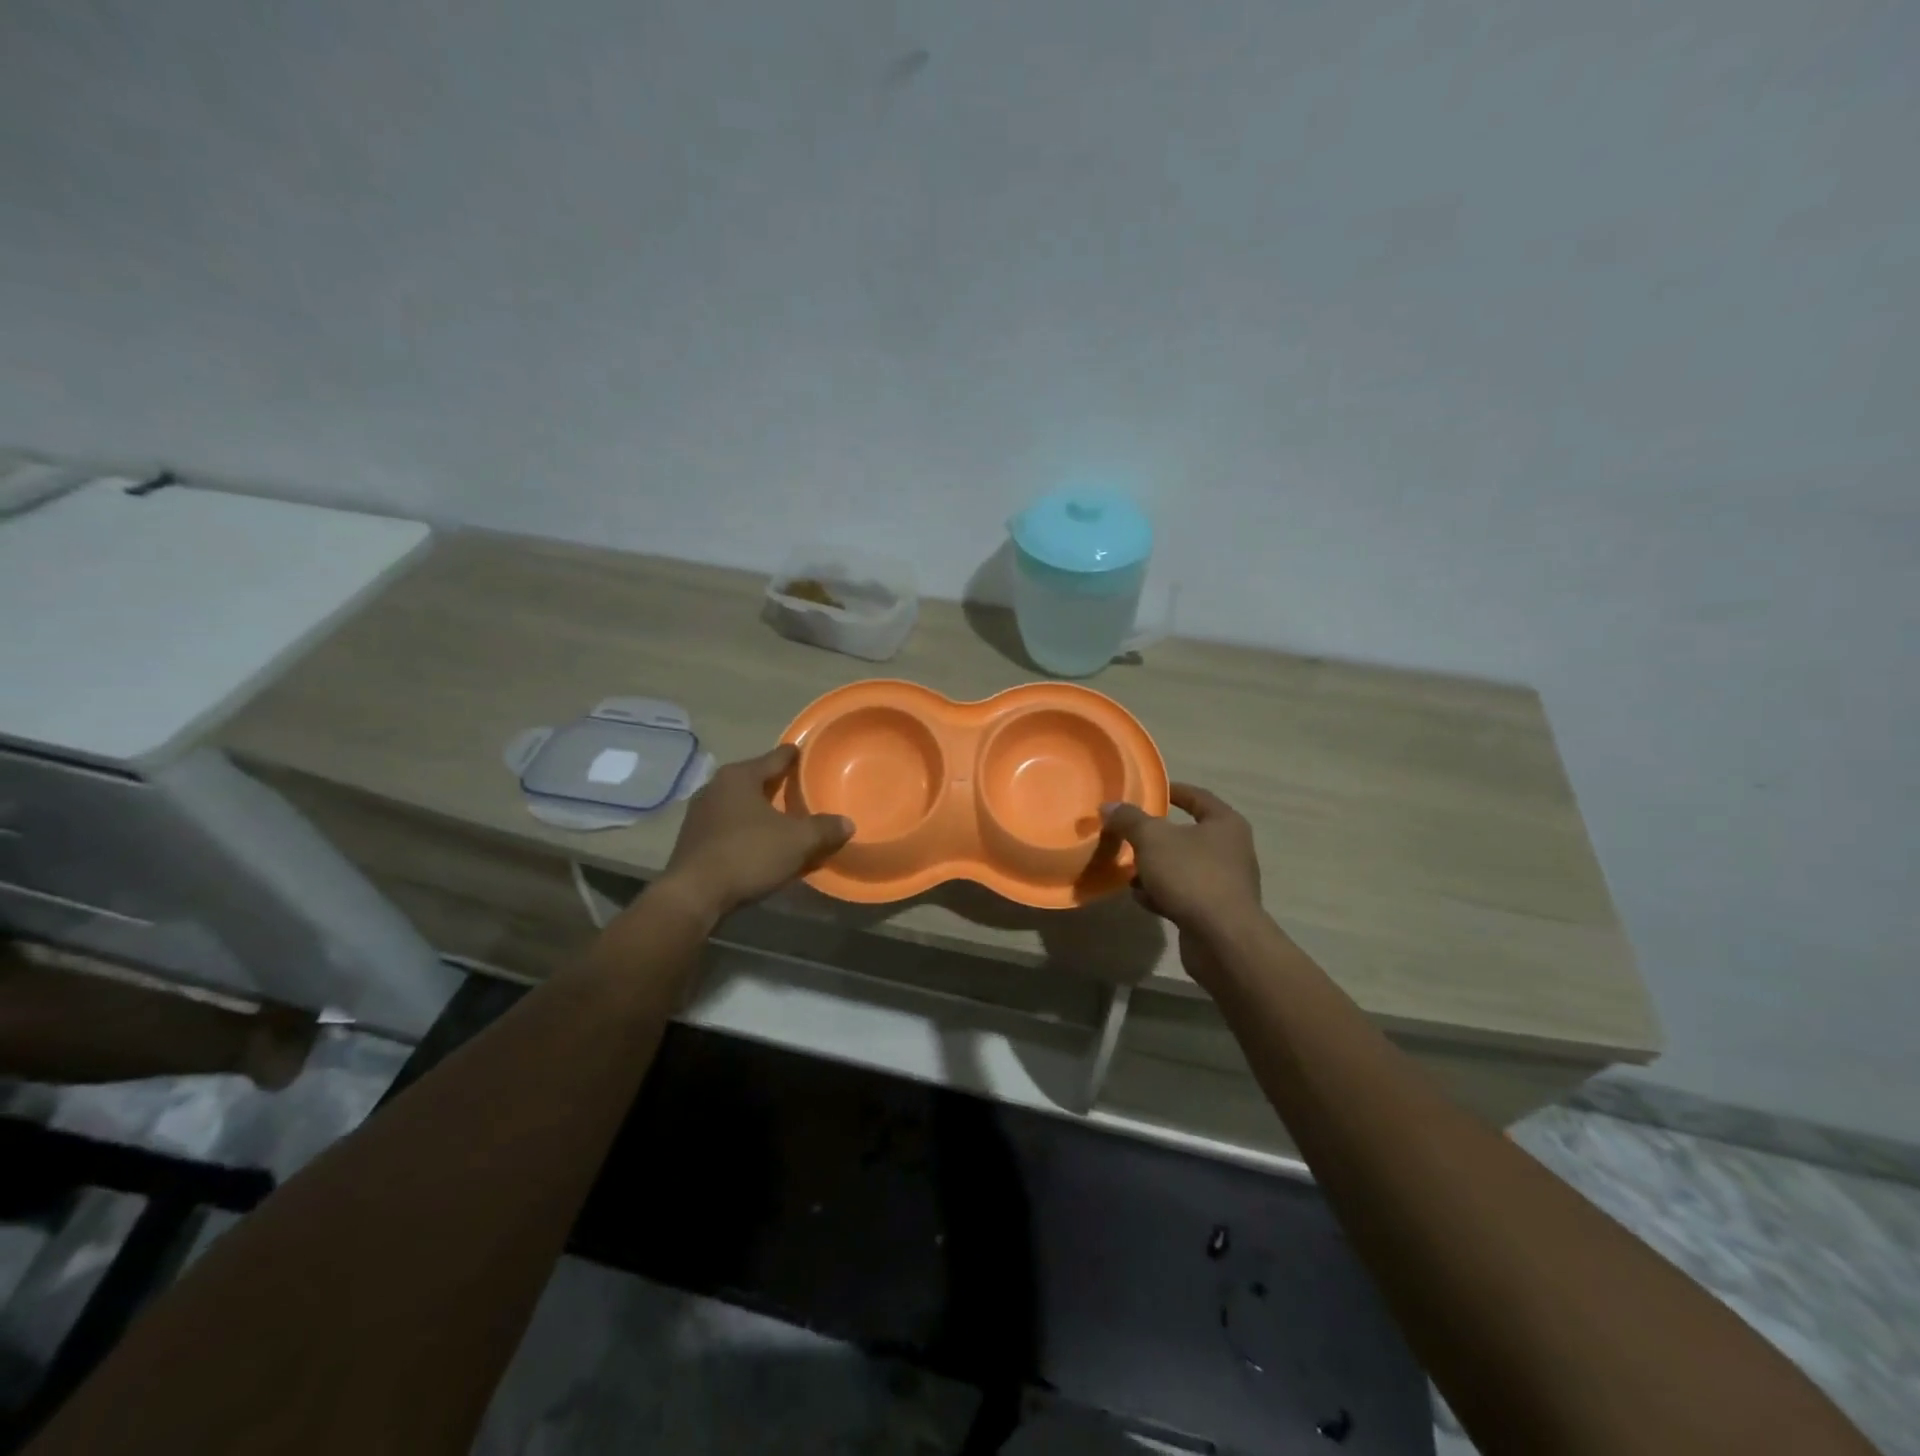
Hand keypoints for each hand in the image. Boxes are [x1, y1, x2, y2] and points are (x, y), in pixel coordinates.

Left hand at [657, 745, 853, 922]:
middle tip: (803, 792)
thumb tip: (847, 823)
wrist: (694, 895)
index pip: (776, 757)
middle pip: (757, 780)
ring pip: (741, 805)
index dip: (796, 757)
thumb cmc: (748, 854)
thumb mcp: (797, 841)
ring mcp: (700, 814)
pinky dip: (747, 831)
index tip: (809, 756)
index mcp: (739, 776)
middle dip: (779, 786)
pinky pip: (729, 827)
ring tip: (785, 821)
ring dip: (762, 812)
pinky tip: (761, 845)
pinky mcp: (693, 839)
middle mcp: (716, 787)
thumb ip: (825, 829)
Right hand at [1100, 784, 1263, 981]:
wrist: (1222, 939)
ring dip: (1156, 868)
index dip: (1173, 791)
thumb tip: (1108, 806)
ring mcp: (1226, 883)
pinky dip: (1162, 893)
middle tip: (1129, 835)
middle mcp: (1231, 850)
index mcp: (1225, 824)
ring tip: (1129, 871)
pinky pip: (1184, 893)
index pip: (1198, 796)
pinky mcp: (1216, 912)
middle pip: (1188, 834)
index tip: (1150, 791)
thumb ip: (1129, 820)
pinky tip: (1141, 898)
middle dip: (1157, 836)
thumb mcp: (1152, 839)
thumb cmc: (1191, 875)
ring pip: (1183, 867)